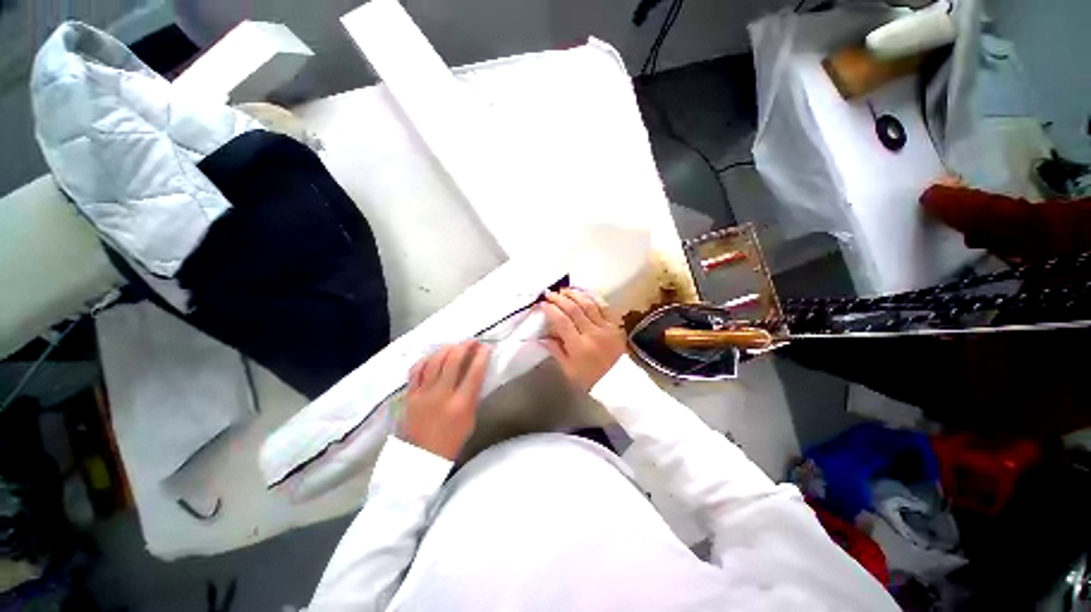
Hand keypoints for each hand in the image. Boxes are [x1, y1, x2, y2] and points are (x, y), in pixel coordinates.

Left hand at [400, 340, 491, 459]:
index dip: (482, 356)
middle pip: (453, 361)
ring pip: (434, 361)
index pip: (474, 372)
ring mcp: (423, 393)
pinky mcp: (409, 395)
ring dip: (447, 349)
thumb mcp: (471, 419)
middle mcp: (441, 395)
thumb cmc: (452, 440)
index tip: (486, 347)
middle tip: (472, 341)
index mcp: (461, 404)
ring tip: (455, 346)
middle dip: (465, 346)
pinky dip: (426, 359)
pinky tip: (434, 356)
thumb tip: (477, 373)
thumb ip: (473, 395)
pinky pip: (416, 370)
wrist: (421, 458)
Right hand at [540, 289, 625, 391]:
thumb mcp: (569, 369)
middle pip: (574, 309)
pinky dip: (594, 297)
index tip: (543, 304)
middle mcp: (592, 333)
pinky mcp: (615, 325)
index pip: (562, 322)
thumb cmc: (590, 379)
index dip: (551, 310)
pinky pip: (604, 306)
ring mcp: (606, 327)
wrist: (619, 382)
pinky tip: (585, 292)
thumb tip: (542, 338)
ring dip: (575, 294)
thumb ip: (556, 351)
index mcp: (579, 346)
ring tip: (564, 290)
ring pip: (589, 304)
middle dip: (560, 298)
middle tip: (550, 293)